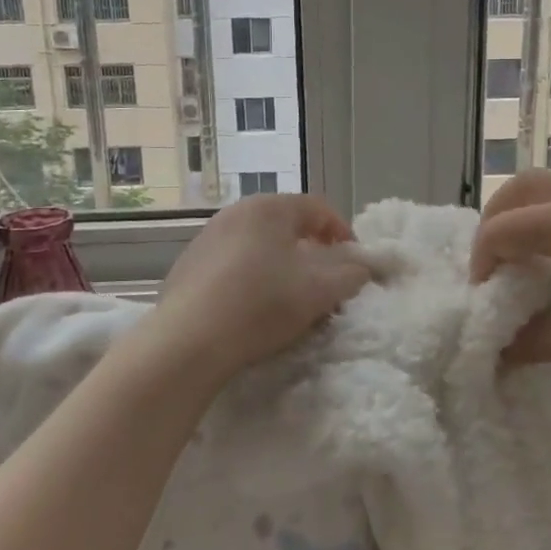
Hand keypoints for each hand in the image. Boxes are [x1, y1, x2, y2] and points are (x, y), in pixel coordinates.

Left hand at [149, 194, 371, 383]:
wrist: (189, 342)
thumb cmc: (262, 305)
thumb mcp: (320, 291)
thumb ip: (351, 274)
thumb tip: (362, 267)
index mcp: (270, 207)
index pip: (318, 208)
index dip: (343, 233)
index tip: (354, 262)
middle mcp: (236, 212)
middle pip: (286, 224)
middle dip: (312, 249)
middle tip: (326, 279)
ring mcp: (207, 237)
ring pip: (258, 243)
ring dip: (281, 263)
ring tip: (290, 295)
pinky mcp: (188, 265)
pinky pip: (232, 263)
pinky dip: (251, 276)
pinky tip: (252, 306)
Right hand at [470, 170, 550, 381]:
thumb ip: (533, 341)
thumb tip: (492, 355)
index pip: (502, 229)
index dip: (482, 262)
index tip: (485, 297)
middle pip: (518, 189)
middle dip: (493, 222)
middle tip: (493, 266)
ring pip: (544, 186)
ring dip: (518, 214)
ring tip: (518, 257)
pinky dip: (543, 215)